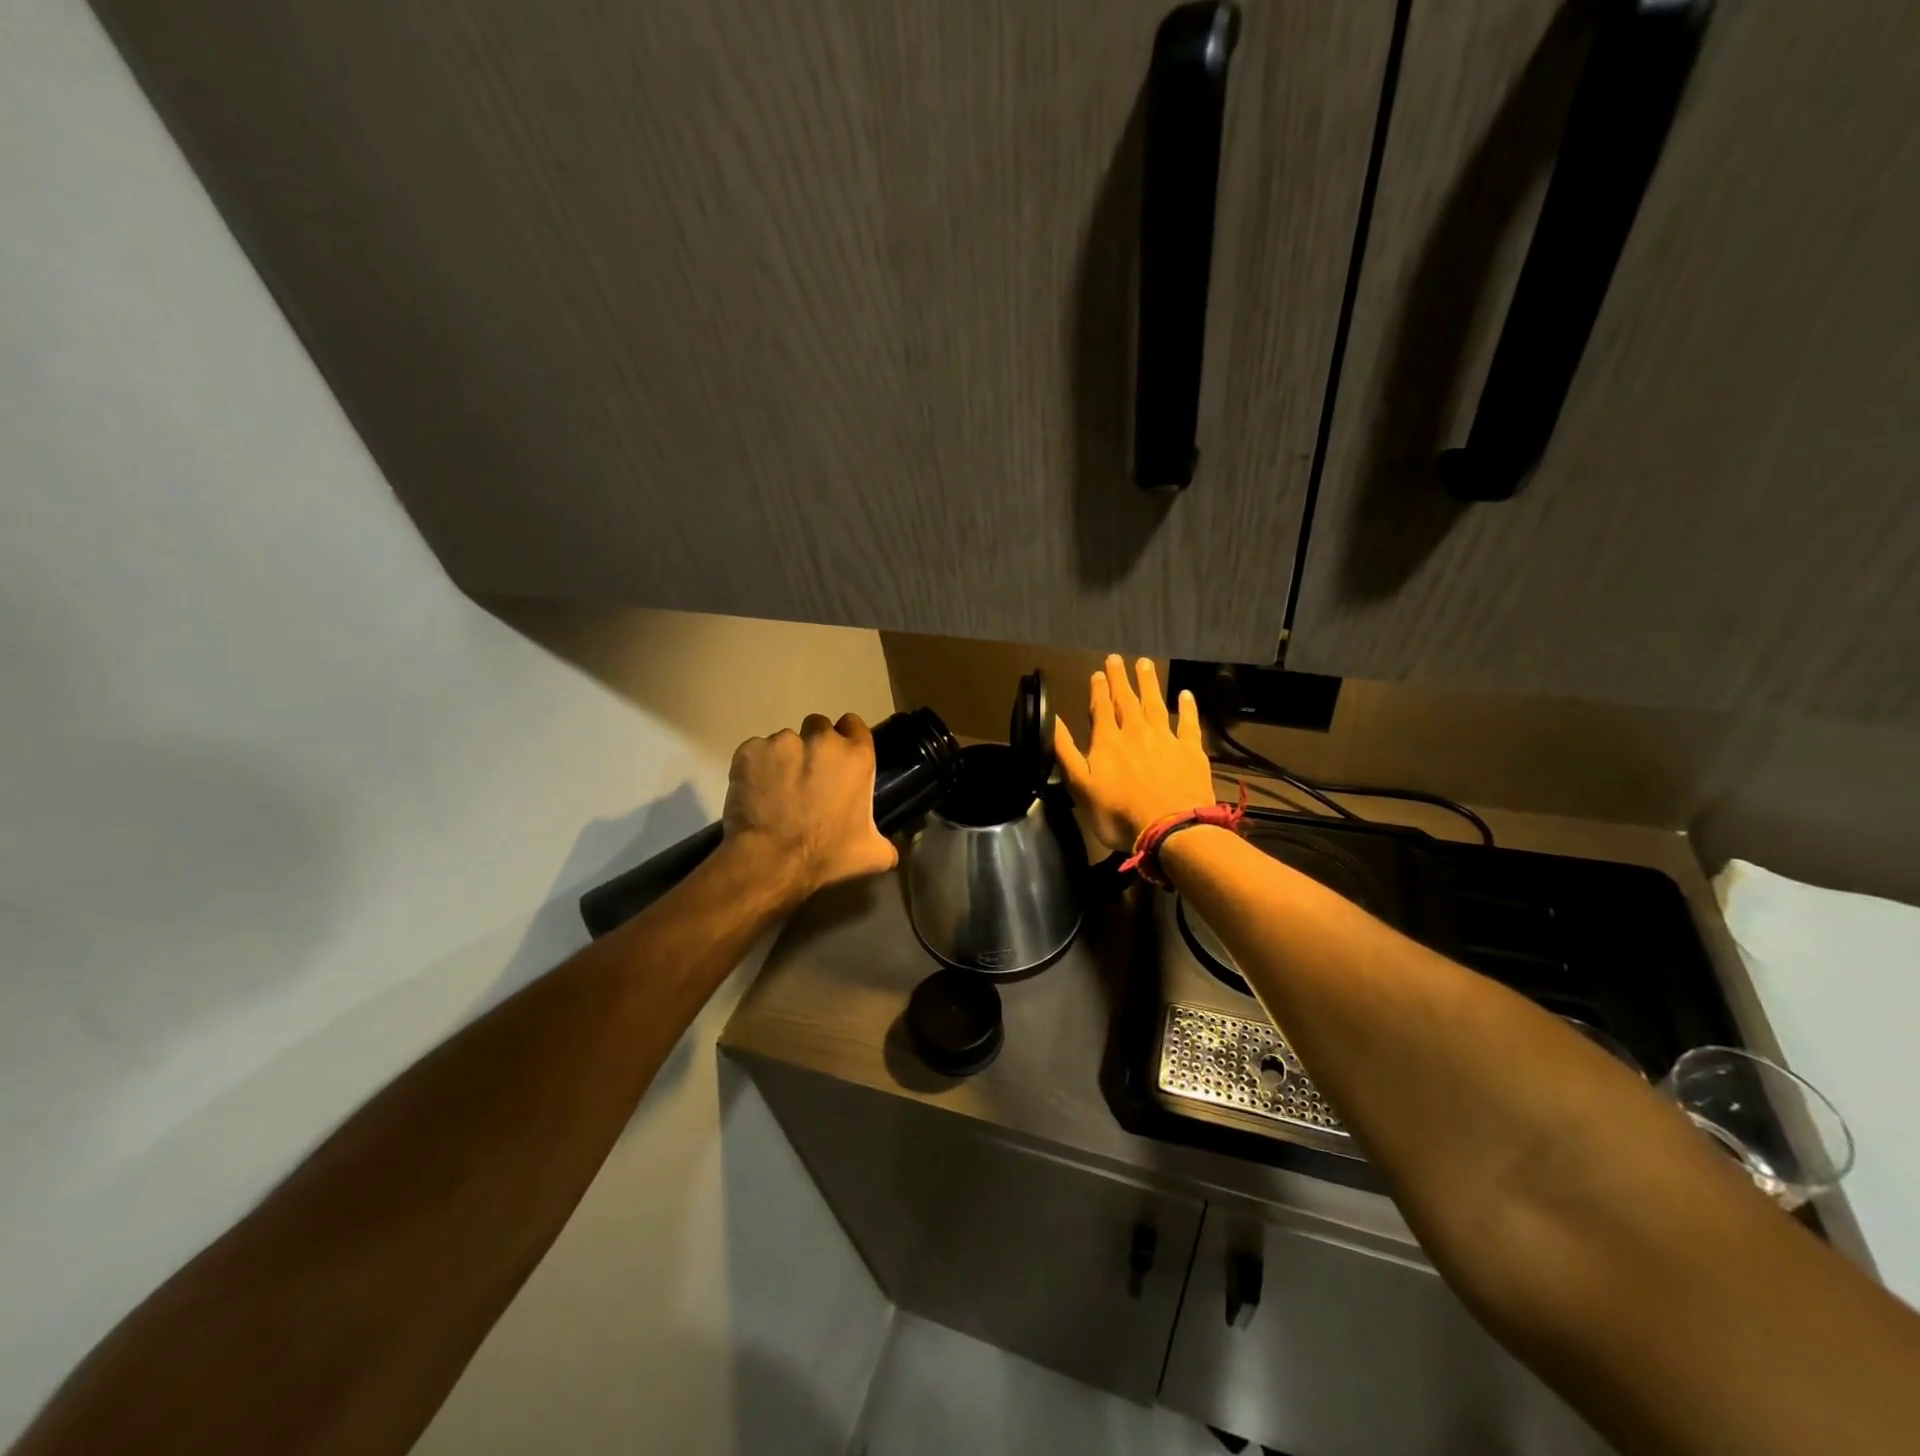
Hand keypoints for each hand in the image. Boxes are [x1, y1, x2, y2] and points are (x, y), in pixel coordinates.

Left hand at [722, 712, 898, 901]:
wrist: (771, 860)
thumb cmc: (826, 854)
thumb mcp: (871, 854)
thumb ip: (884, 843)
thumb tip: (889, 849)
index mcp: (856, 756)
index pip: (854, 724)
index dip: (846, 738)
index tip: (838, 758)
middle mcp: (823, 740)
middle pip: (818, 727)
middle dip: (813, 746)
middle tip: (806, 777)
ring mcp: (784, 742)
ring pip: (785, 741)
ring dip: (783, 759)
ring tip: (776, 790)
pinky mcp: (751, 749)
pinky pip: (755, 752)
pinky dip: (755, 767)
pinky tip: (755, 792)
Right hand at [1054, 656, 1215, 852]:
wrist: (1170, 829)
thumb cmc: (1118, 813)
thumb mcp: (1080, 786)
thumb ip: (1066, 751)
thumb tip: (1052, 721)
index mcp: (1107, 741)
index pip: (1100, 708)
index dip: (1098, 689)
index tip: (1097, 672)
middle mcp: (1135, 732)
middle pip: (1126, 700)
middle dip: (1120, 679)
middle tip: (1117, 659)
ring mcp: (1165, 739)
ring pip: (1155, 704)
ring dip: (1149, 683)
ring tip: (1144, 664)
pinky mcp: (1190, 750)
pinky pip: (1189, 723)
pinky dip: (1187, 707)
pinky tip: (1186, 695)